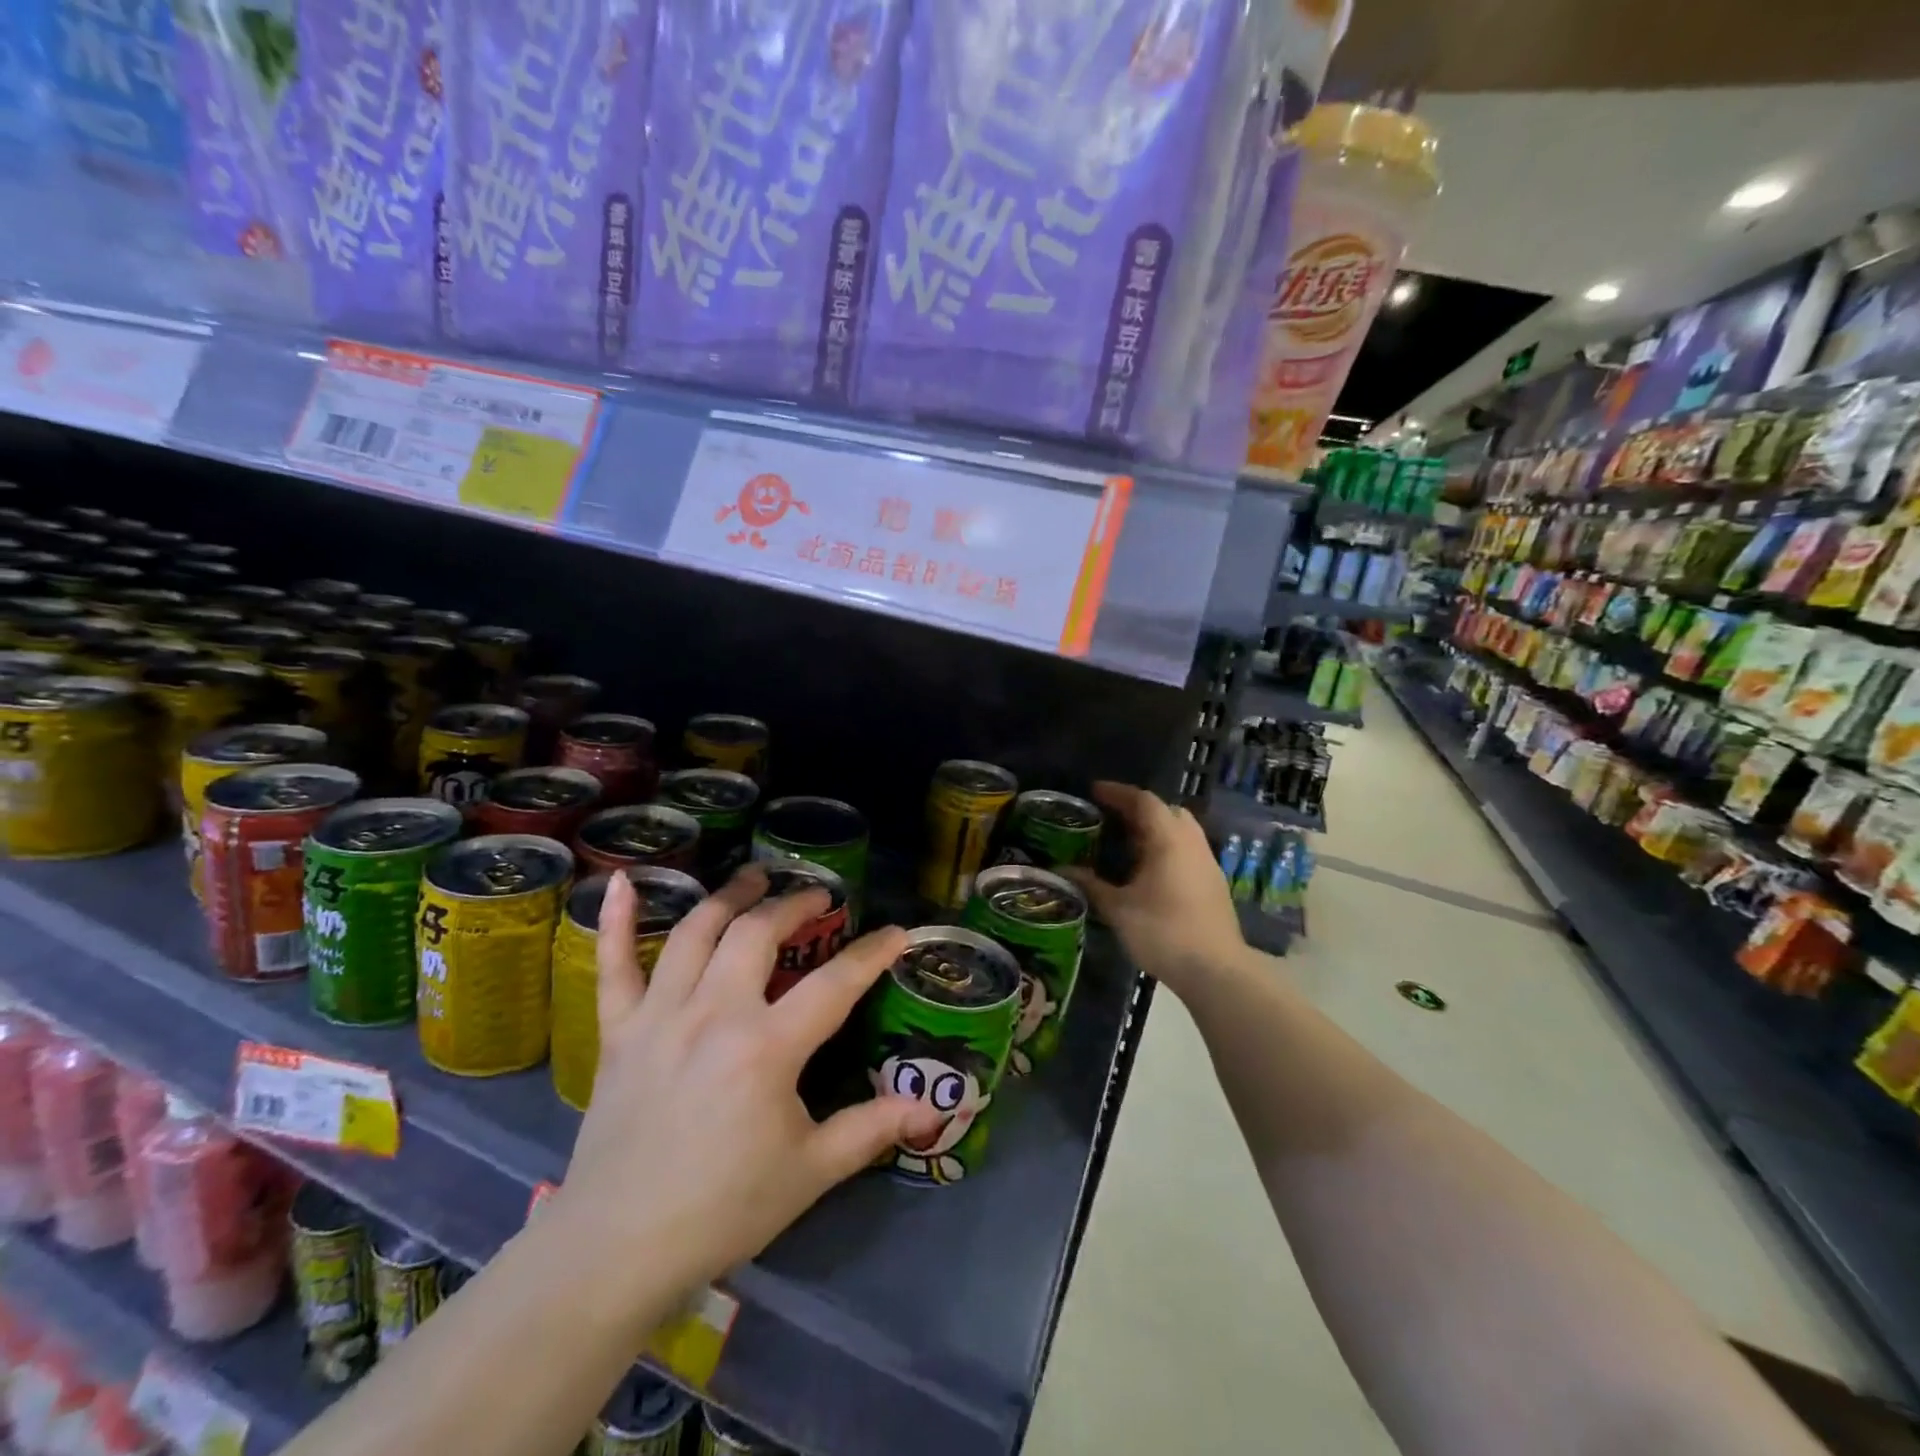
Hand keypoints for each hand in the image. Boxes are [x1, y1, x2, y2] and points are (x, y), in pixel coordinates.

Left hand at [556, 866, 943, 1305]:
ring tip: (754, 877)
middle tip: (817, 895)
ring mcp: (660, 1016)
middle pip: (758, 933)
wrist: (618, 1249)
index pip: (835, 983)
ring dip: (729, 896)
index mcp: (767, 1047)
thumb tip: (931, 1109)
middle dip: (794, 905)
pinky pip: (613, 964)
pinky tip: (624, 880)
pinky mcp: (619, 1031)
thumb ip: (871, 1129)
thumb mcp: (810, 1172)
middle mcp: (714, 1013)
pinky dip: (617, 919)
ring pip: (696, 932)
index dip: (872, 953)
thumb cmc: (724, 1209)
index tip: (897, 932)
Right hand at [1065, 781, 1250, 994]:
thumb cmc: (1164, 932)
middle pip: (1167, 810)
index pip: (1143, 801)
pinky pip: (1187, 850)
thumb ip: (1091, 885)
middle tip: (1111, 817)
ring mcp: (1207, 862)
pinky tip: (1149, 869)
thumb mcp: (1118, 909)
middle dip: (1139, 808)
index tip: (1094, 791)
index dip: (1118, 792)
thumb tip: (1063, 870)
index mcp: (1168, 839)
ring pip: (1181, 830)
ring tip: (1127, 843)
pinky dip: (1166, 847)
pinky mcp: (1213, 883)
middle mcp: (1191, 842)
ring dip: (1155, 829)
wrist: (1217, 970)